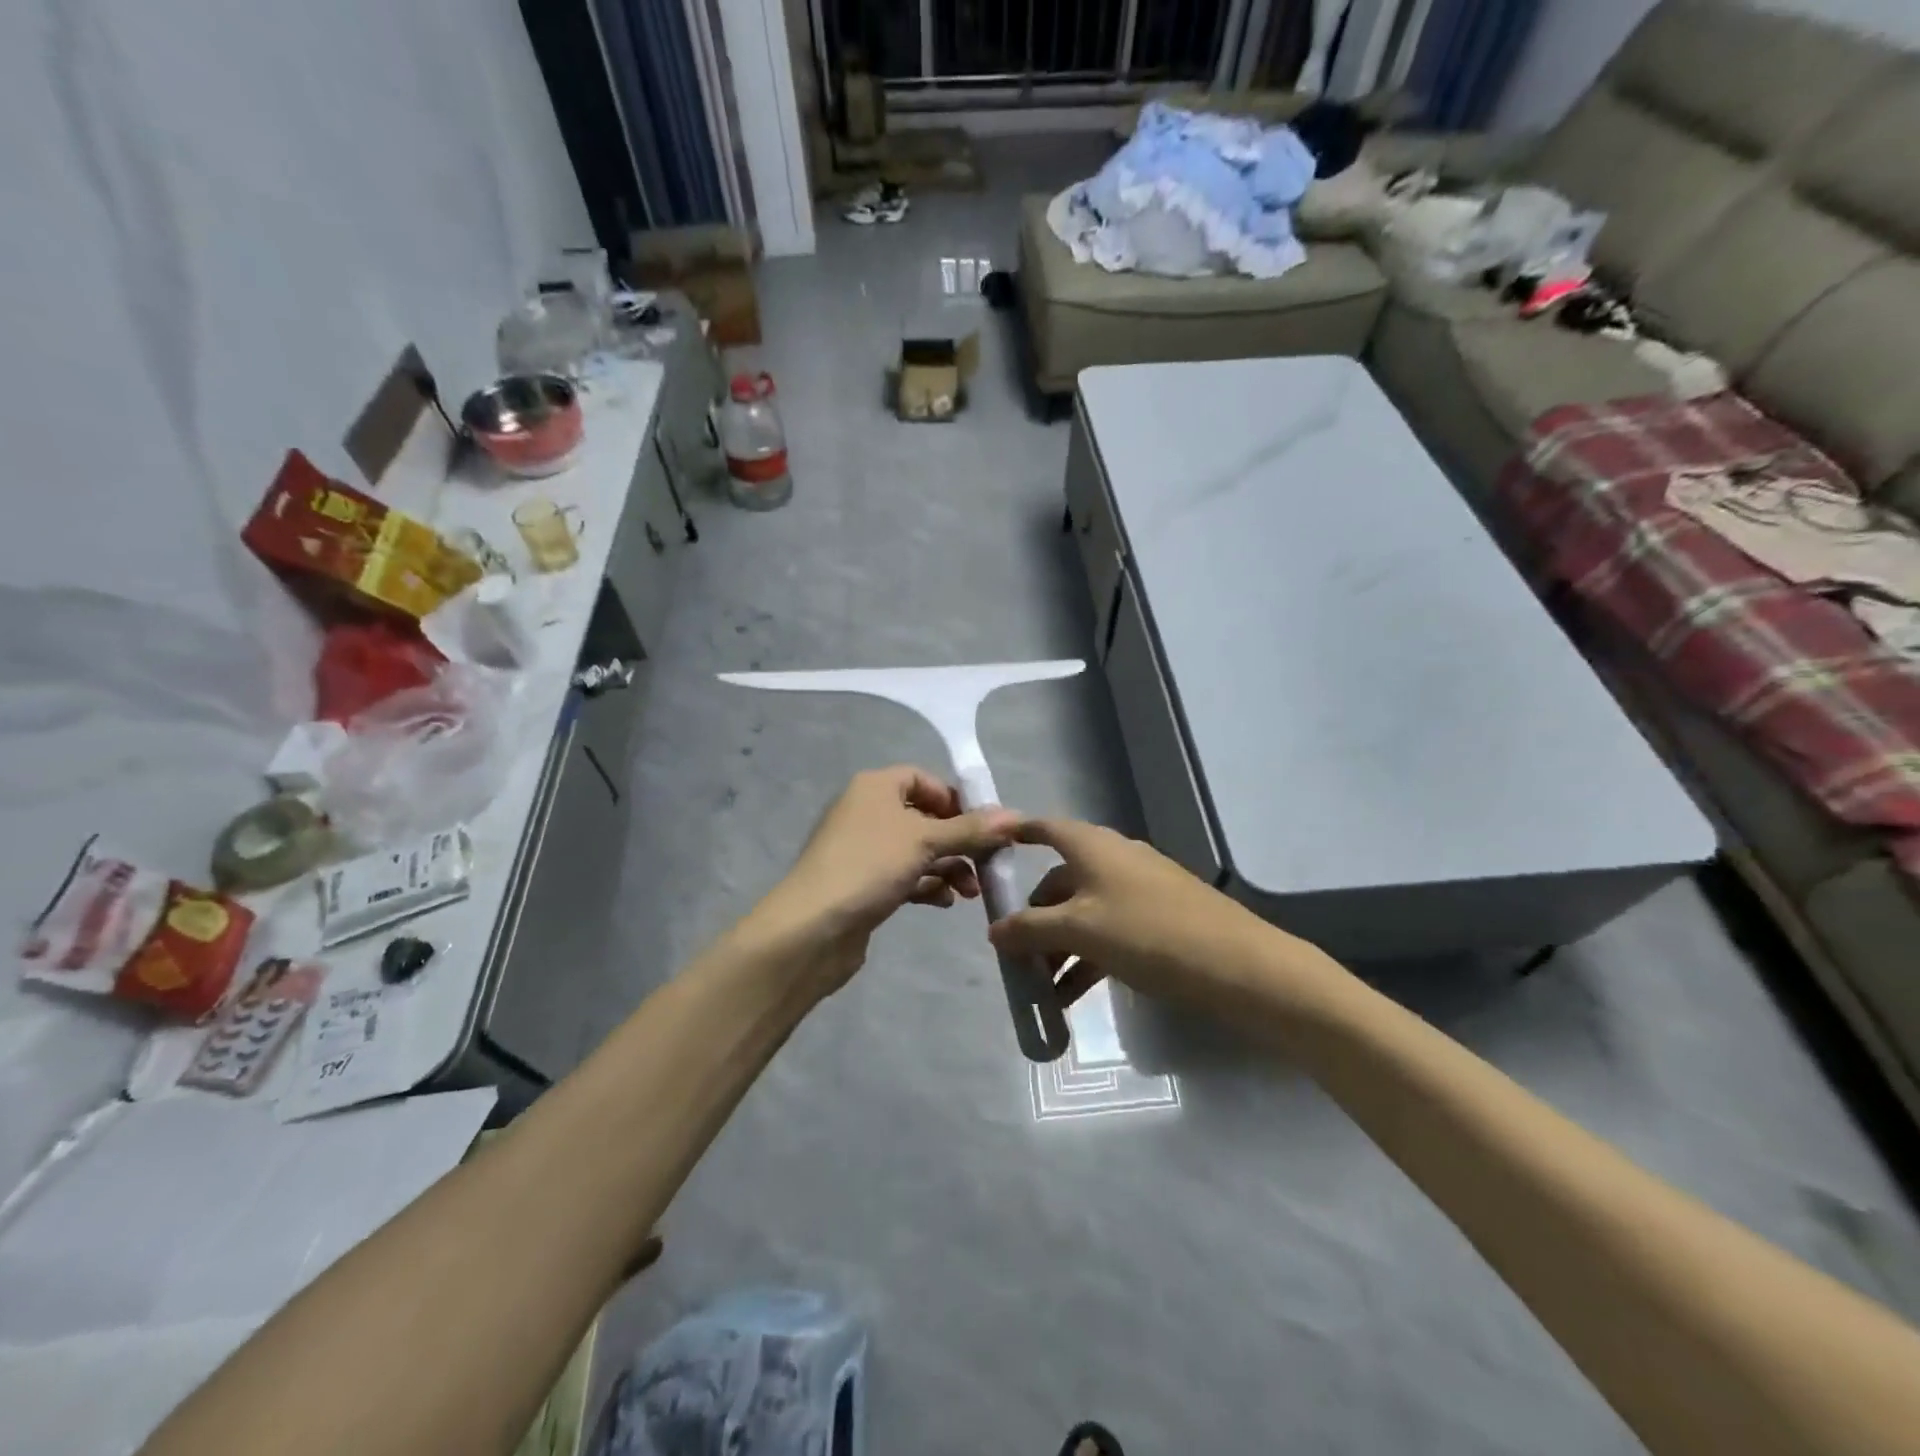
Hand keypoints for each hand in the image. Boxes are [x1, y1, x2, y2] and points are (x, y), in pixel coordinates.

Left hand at [748, 767, 1019, 992]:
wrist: (812, 928)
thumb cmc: (869, 866)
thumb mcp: (925, 841)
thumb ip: (971, 829)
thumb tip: (1015, 815)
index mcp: (875, 787)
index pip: (923, 779)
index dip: (955, 799)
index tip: (983, 826)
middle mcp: (867, 811)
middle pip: (925, 817)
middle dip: (959, 841)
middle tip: (987, 864)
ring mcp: (863, 850)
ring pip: (917, 850)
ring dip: (948, 867)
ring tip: (970, 892)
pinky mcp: (862, 884)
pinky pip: (904, 876)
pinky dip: (926, 885)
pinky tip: (944, 902)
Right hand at [987, 818, 1279, 1009]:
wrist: (1238, 966)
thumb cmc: (1147, 933)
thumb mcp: (1079, 931)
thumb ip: (1030, 929)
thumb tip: (994, 931)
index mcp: (1092, 847)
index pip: (1045, 828)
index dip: (1016, 834)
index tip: (989, 848)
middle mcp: (1113, 859)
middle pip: (1060, 880)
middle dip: (1034, 917)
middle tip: (1014, 955)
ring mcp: (1139, 889)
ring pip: (1084, 911)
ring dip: (1058, 947)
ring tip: (1040, 989)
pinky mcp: (1159, 919)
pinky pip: (1108, 931)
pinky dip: (1086, 957)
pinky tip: (1071, 997)